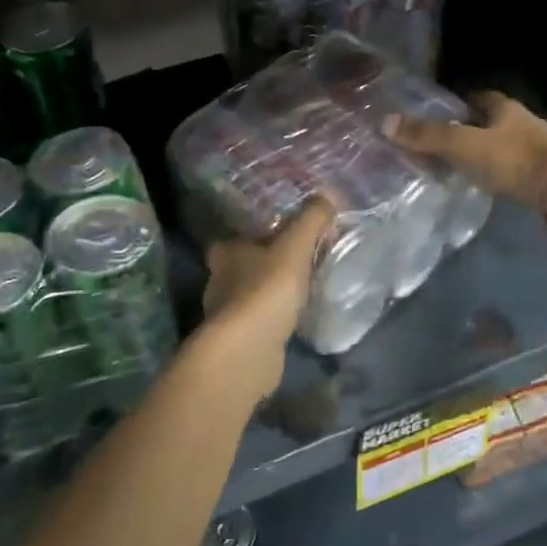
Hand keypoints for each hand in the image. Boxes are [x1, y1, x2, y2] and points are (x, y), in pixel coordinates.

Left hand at [200, 197, 335, 397]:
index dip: (261, 235)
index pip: (239, 236)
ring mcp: (226, 314)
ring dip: (271, 293)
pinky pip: (258, 322)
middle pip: (245, 266)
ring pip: (251, 295)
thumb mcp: (295, 247)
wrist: (247, 350)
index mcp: (226, 252)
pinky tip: (292, 321)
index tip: (288, 238)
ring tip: (301, 292)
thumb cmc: (267, 290)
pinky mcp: (237, 341)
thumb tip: (327, 195)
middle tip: (300, 263)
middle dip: (268, 264)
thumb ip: (311, 220)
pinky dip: (273, 319)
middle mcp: (219, 280)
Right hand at [384, 93, 546, 218]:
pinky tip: (487, 181)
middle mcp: (523, 120)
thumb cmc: (511, 159)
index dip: (458, 103)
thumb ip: (426, 136)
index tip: (440, 113)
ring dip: (486, 150)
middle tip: (445, 140)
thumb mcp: (462, 145)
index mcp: (504, 106)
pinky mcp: (545, 172)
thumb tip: (385, 122)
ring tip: (462, 163)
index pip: (478, 96)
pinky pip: (515, 165)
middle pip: (492, 120)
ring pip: (504, 143)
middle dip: (471, 127)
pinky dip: (499, 170)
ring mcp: (538, 147)